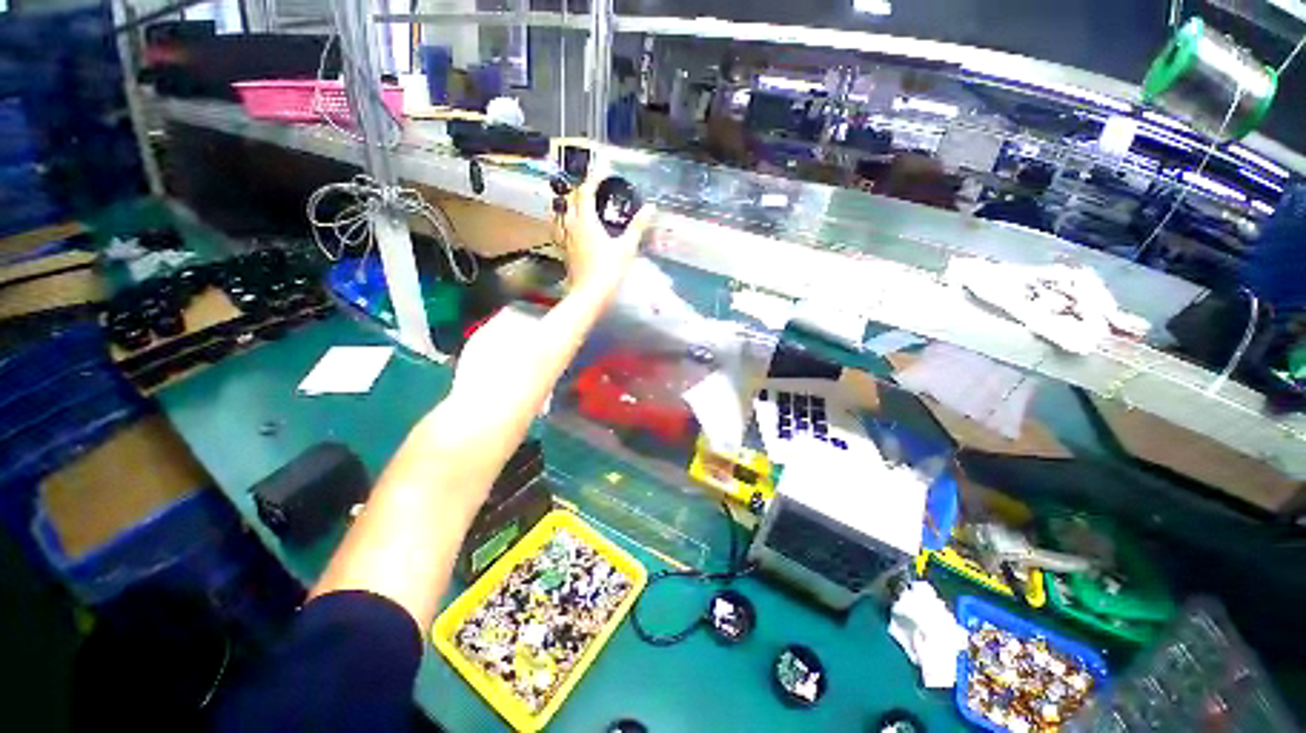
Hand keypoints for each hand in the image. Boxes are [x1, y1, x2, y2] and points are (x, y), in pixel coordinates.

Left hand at [557, 163, 655, 294]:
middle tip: (596, 187)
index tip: (604, 170)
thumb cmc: (609, 270)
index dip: (595, 178)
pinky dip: (566, 220)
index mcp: (586, 221)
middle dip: (582, 189)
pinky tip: (572, 226)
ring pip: (563, 213)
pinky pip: (561, 228)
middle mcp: (571, 226)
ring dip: (571, 203)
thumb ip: (637, 226)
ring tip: (582, 202)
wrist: (590, 295)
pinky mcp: (565, 250)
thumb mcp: (627, 247)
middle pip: (572, 199)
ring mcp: (566, 239)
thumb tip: (651, 208)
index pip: (586, 191)